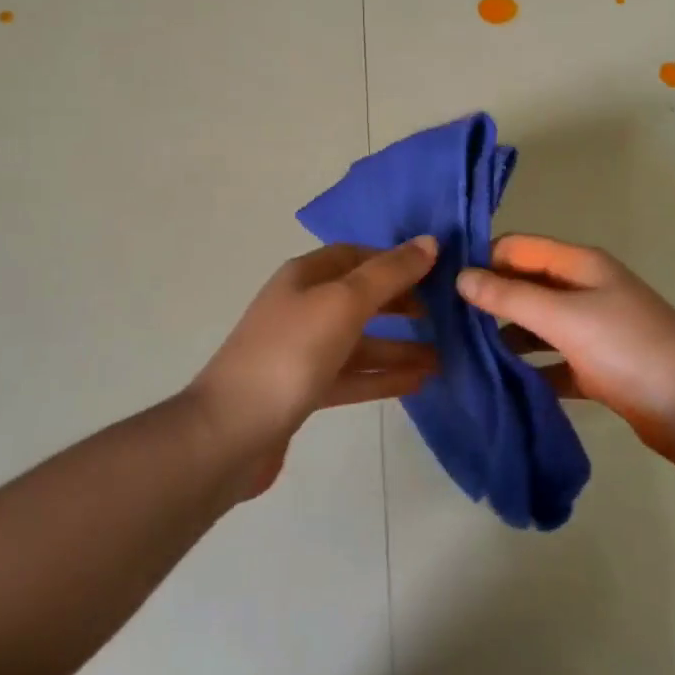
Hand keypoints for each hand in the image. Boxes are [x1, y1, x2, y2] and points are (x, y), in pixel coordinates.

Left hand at [190, 238, 439, 489]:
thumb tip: (429, 242)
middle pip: (359, 298)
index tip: (436, 273)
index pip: (356, 256)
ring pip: (359, 341)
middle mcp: (302, 307)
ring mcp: (301, 351)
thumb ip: (389, 274)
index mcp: (305, 277)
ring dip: (398, 346)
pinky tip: (418, 382)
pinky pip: (352, 375)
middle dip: (400, 304)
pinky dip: (382, 376)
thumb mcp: (344, 303)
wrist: (230, 432)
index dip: (394, 261)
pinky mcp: (303, 391)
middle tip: (444, 316)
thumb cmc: (290, 354)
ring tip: (443, 356)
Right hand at [456, 235, 674, 466]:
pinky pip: (552, 363)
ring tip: (458, 357)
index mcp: (579, 266)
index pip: (517, 248)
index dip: (481, 260)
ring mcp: (592, 332)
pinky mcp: (597, 369)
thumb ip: (510, 297)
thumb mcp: (564, 317)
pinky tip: (497, 386)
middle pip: (524, 287)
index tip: (440, 284)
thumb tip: (461, 276)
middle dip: (487, 302)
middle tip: (441, 325)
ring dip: (504, 338)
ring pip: (536, 327)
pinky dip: (529, 371)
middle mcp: (583, 291)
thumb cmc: (630, 349)